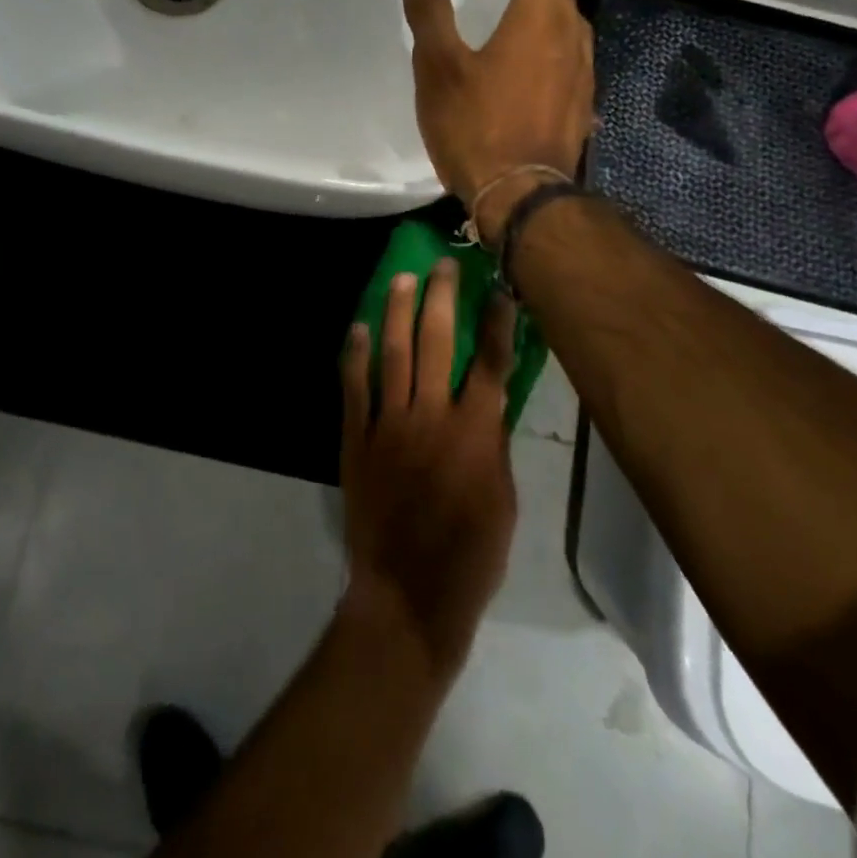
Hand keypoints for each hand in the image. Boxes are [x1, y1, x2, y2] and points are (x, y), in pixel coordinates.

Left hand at [339, 259, 517, 677]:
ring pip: (393, 354)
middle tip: (442, 265)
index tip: (498, 287)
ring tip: (401, 279)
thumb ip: (492, 442)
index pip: (491, 361)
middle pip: (437, 342)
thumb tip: (489, 402)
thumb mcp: (503, 498)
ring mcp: (389, 423)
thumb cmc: (471, 554)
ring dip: (396, 312)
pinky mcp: (356, 438)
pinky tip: (355, 329)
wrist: (409, 592)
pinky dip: (354, 356)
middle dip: (441, 298)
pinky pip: (354, 387)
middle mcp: (431, 415)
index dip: (496, 320)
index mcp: (475, 430)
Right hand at [401, 0, 593, 243]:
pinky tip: (535, 58)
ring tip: (524, 1)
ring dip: (550, 2)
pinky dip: (553, 40)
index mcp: (539, 19)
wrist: (522, 195)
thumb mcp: (439, 68)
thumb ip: (430, 16)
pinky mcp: (581, 105)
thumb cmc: (477, 125)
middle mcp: (572, 37)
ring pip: (571, 22)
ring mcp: (583, 74)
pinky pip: (571, 56)